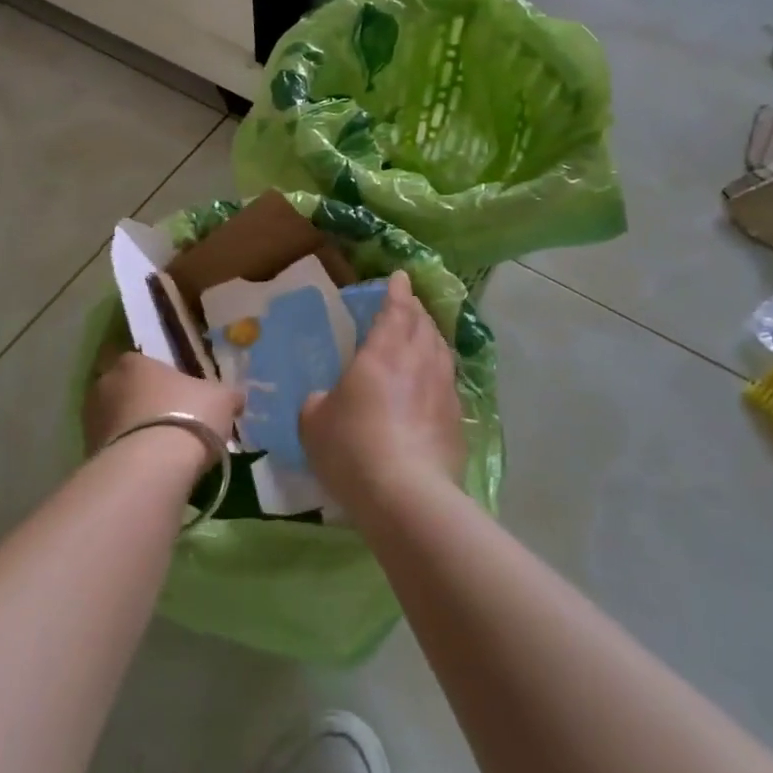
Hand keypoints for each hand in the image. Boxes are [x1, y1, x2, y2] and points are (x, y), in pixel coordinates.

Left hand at [84, 352, 242, 478]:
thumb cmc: (188, 416)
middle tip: (169, 424)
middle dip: (142, 405)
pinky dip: (127, 457)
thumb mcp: (222, 400)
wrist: (152, 467)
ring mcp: (91, 419)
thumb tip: (237, 398)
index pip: (144, 364)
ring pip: (116, 421)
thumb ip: (227, 396)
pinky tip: (147, 471)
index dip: (162, 381)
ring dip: (132, 432)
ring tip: (159, 453)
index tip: (179, 398)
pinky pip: (112, 449)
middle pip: (125, 391)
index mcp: (133, 362)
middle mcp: (105, 384)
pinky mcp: (88, 454)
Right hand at [301, 269, 465, 511]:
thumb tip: (322, 400)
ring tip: (423, 337)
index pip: (396, 309)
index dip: (397, 291)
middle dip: (416, 310)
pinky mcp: (458, 420)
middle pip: (424, 324)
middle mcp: (419, 361)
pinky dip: (439, 372)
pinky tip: (433, 384)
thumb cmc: (352, 447)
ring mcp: (444, 390)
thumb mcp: (314, 422)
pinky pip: (449, 382)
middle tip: (408, 305)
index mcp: (383, 351)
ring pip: (441, 350)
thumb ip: (317, 402)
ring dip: (431, 337)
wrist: (406, 495)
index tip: (400, 277)